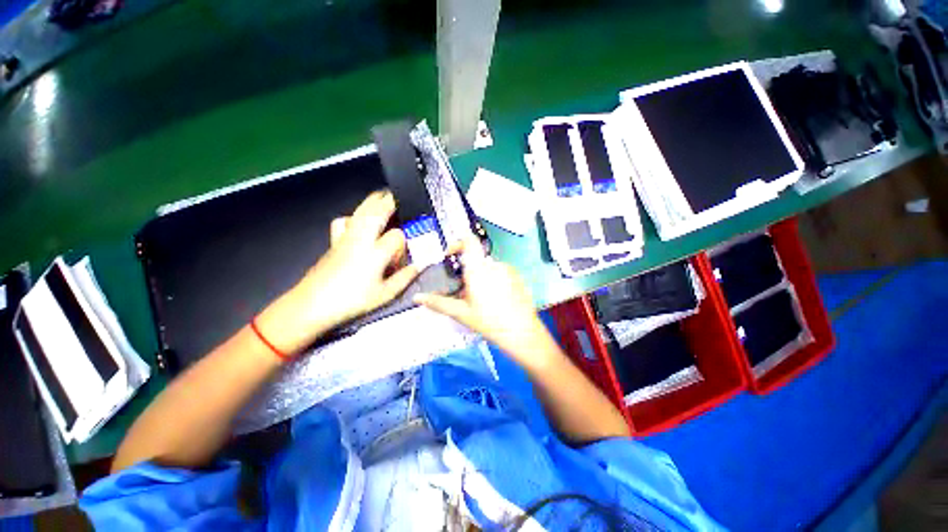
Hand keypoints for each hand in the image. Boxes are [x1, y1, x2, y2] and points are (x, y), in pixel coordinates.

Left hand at [256, 190, 418, 353]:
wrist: (311, 304)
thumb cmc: (351, 301)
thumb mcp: (385, 294)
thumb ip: (405, 278)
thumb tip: (421, 265)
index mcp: (375, 252)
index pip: (397, 236)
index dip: (405, 243)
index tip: (406, 256)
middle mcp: (360, 239)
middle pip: (376, 210)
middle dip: (389, 201)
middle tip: (400, 197)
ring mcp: (345, 237)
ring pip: (360, 211)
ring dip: (373, 202)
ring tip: (383, 198)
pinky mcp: (334, 241)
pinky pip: (344, 220)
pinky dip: (353, 216)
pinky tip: (359, 223)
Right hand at [414, 237, 553, 361]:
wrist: (521, 332)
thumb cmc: (488, 321)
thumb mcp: (461, 313)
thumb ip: (438, 303)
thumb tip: (417, 298)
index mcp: (478, 269)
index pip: (468, 241)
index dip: (458, 243)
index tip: (450, 256)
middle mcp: (494, 264)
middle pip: (476, 259)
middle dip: (468, 271)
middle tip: (464, 291)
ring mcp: (508, 269)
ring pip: (488, 267)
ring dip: (482, 277)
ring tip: (481, 299)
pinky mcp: (517, 276)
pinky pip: (501, 272)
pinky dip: (494, 280)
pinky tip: (496, 299)